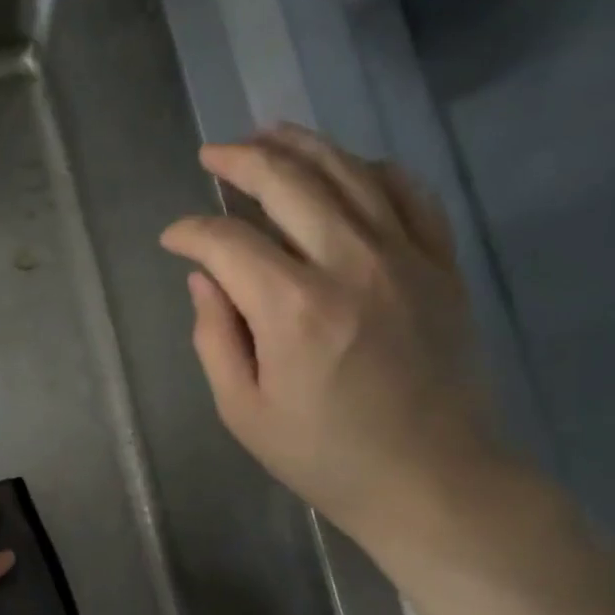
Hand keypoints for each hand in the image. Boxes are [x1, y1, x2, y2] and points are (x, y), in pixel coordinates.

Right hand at [160, 124, 507, 549]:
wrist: (433, 481)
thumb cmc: (327, 458)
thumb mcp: (245, 412)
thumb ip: (216, 338)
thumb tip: (204, 279)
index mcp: (294, 308)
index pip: (227, 241)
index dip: (190, 232)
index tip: (173, 240)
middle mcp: (350, 263)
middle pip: (289, 182)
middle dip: (240, 160)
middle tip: (212, 154)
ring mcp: (405, 258)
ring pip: (349, 172)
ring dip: (302, 145)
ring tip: (268, 133)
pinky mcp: (441, 266)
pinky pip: (409, 193)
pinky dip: (373, 169)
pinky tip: (348, 167)